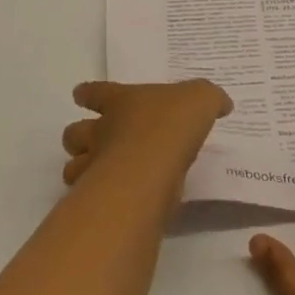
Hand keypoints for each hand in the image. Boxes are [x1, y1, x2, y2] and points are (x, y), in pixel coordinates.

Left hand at [60, 80, 232, 190]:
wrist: (152, 168)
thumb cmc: (171, 124)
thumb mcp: (201, 98)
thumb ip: (209, 99)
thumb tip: (222, 103)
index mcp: (120, 102)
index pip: (94, 92)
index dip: (87, 93)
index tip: (81, 95)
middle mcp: (101, 131)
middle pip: (73, 134)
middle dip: (78, 138)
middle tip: (94, 144)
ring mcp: (95, 166)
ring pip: (72, 168)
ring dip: (81, 171)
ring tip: (100, 177)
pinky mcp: (100, 200)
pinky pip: (89, 199)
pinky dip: (97, 200)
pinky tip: (116, 202)